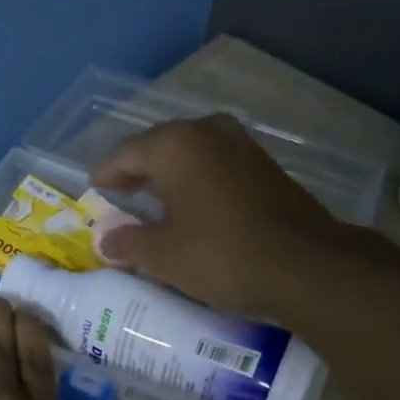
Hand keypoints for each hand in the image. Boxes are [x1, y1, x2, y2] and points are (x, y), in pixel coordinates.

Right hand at [90, 114, 341, 315]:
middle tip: (121, 197)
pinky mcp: (266, 168)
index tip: (94, 191)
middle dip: (138, 172)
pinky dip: (199, 184)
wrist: (305, 266)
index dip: (106, 174)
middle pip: (160, 148)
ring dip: (171, 177)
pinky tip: (195, 209)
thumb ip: (128, 242)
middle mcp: (208, 132)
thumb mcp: (163, 256)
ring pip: (193, 156)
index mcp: (175, 145)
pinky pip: (218, 168)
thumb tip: (107, 240)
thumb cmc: (220, 256)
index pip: (126, 153)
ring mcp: (243, 146)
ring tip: (155, 204)